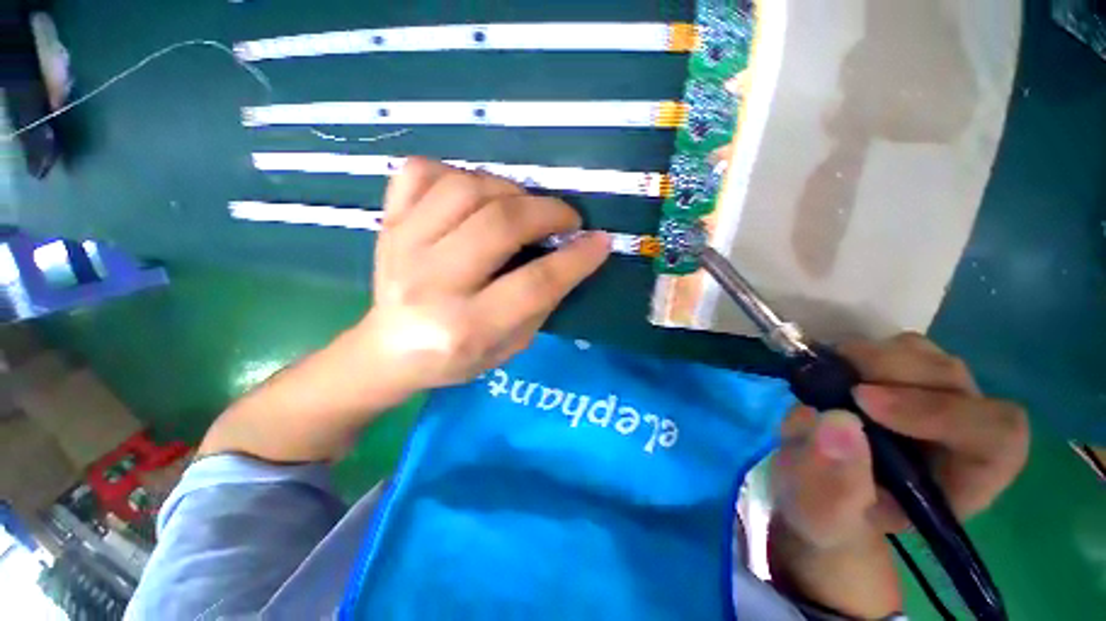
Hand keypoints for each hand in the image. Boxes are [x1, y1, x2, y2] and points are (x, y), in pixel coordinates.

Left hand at [354, 157, 610, 395]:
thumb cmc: (457, 358)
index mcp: (465, 328)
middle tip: (566, 219)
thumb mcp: (511, 345)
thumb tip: (573, 254)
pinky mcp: (387, 224)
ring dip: (510, 190)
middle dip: (547, 212)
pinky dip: (457, 173)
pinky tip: (474, 195)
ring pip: (465, 188)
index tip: (600, 240)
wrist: (388, 351)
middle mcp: (431, 284)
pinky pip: (421, 172)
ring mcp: (401, 246)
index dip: (576, 259)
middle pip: (500, 225)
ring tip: (524, 207)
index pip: (534, 284)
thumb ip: (542, 301)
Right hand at [767, 332, 1028, 615]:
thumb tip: (836, 421)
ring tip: (828, 377)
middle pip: (955, 380)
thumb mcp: (822, 514)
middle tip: (836, 380)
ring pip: (924, 355)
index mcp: (965, 480)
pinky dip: (857, 353)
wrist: (815, 488)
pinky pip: (891, 348)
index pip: (996, 435)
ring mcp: (930, 396)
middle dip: (893, 373)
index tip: (863, 402)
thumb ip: (832, 482)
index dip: (939, 411)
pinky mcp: (898, 377)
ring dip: (871, 359)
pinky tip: (831, 372)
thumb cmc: (829, 512)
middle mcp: (960, 430)